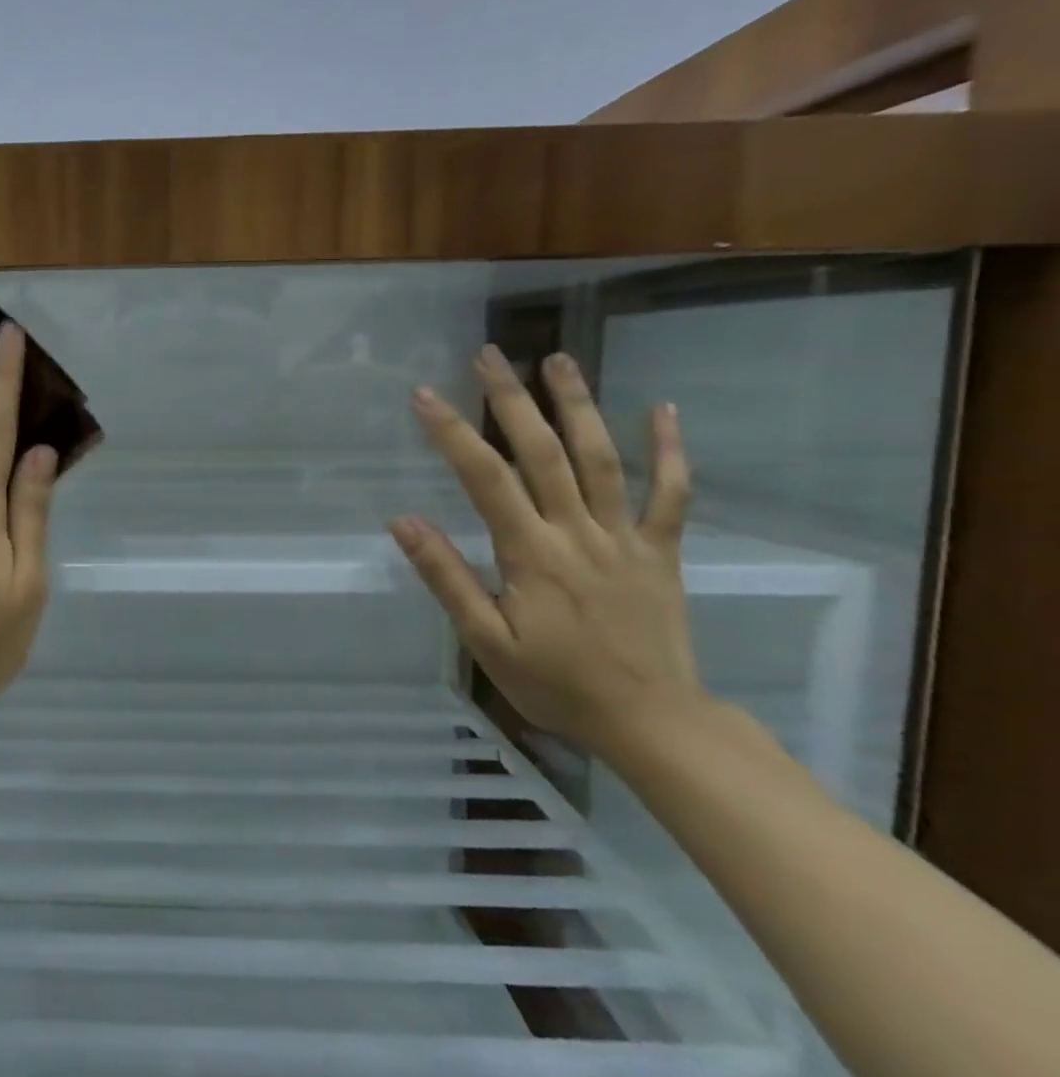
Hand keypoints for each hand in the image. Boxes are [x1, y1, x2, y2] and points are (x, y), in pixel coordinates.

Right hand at [390, 345, 706, 755]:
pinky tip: (661, 409)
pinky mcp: (660, 550)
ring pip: (602, 458)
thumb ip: (447, 578)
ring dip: (578, 405)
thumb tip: (404, 522)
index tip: (424, 395)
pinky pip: (671, 494)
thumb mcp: (486, 641)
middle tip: (489, 355)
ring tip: (557, 360)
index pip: (484, 478)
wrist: (651, 721)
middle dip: (511, 399)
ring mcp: (625, 536)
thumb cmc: (556, 684)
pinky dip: (668, 450)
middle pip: (543, 452)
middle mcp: (578, 531)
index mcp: (531, 553)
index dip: (452, 432)